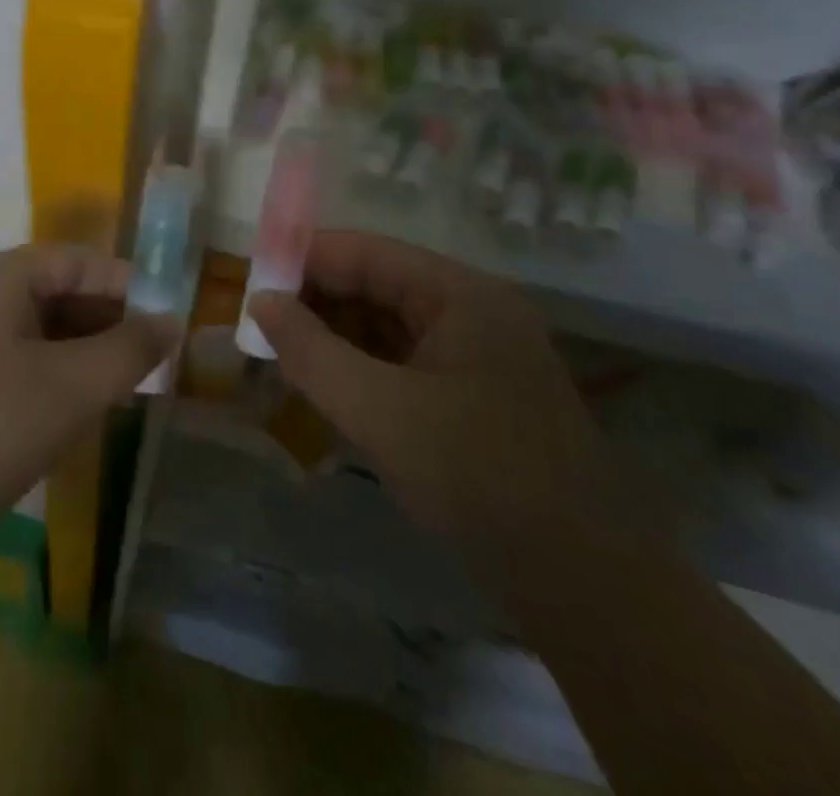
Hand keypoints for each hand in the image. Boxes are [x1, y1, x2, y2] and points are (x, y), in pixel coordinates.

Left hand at [0, 245, 178, 595]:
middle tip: (148, 366)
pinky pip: (4, 360)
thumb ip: (128, 350)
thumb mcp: (69, 391)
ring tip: (116, 393)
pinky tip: (63, 415)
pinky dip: (42, 377)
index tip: (170, 324)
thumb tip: (171, 320)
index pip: (79, 260)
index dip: (130, 286)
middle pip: (53, 291)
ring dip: (76, 354)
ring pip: (29, 330)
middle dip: (104, 324)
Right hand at [249, 231, 623, 561]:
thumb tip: (260, 302)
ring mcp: (478, 354)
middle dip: (317, 300)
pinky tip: (327, 385)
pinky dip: (362, 367)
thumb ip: (311, 351)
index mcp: (460, 294)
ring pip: (388, 325)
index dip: (305, 259)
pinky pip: (404, 361)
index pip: (366, 252)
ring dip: (336, 335)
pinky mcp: (475, 395)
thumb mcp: (380, 412)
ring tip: (282, 354)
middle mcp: (472, 310)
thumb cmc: (479, 478)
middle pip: (377, 284)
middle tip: (261, 324)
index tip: (252, 280)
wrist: (588, 588)